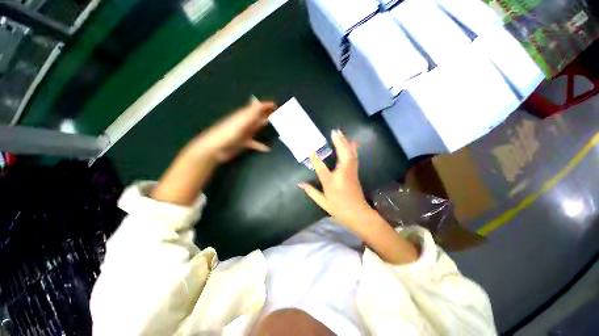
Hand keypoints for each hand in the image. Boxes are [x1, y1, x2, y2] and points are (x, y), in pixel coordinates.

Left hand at [186, 100, 276, 161]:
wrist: (214, 149)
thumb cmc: (227, 134)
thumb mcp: (240, 122)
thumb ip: (250, 113)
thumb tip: (259, 102)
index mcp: (244, 116)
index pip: (257, 107)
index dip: (266, 105)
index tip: (276, 106)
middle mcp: (245, 123)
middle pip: (258, 117)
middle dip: (267, 114)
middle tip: (278, 114)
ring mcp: (244, 133)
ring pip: (257, 128)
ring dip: (264, 127)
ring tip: (275, 126)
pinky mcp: (243, 143)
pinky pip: (255, 143)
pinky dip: (261, 145)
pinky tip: (267, 149)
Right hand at [299, 130, 374, 228]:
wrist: (358, 214)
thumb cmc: (339, 208)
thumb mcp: (323, 202)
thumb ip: (311, 192)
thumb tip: (300, 184)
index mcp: (331, 182)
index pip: (321, 168)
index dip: (315, 159)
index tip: (310, 149)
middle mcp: (342, 174)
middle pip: (342, 155)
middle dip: (339, 142)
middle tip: (335, 131)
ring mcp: (351, 172)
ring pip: (350, 154)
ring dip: (346, 142)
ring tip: (342, 133)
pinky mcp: (355, 172)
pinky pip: (354, 157)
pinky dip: (353, 148)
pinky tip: (352, 142)